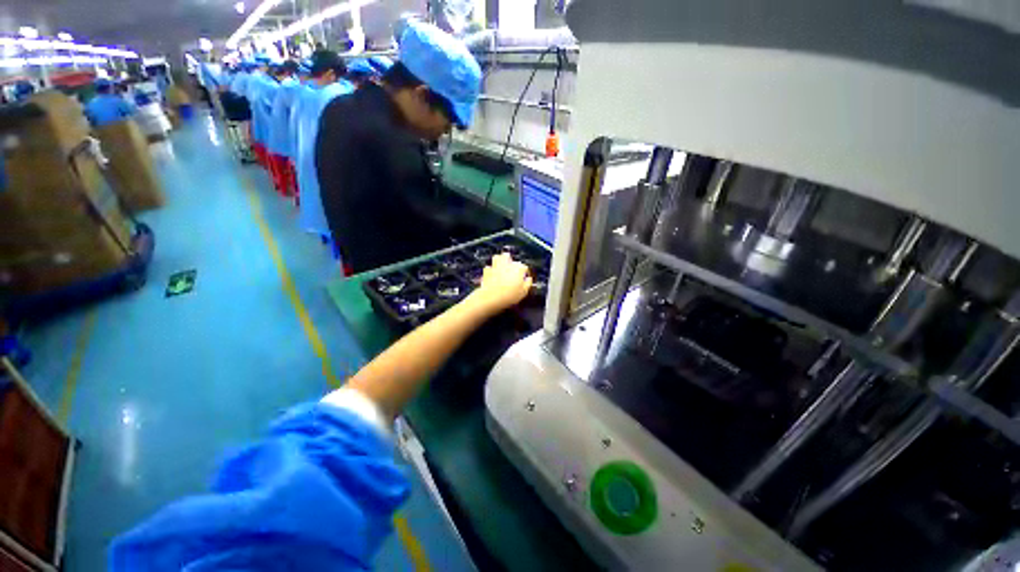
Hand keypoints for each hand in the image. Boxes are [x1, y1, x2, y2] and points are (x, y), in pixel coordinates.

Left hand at [468, 253, 532, 314]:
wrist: (491, 297)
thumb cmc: (509, 295)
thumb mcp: (524, 292)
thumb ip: (528, 283)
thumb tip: (528, 279)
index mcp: (518, 268)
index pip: (524, 267)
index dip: (525, 272)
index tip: (525, 278)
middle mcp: (507, 264)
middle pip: (510, 257)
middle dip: (511, 262)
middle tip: (513, 269)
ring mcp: (496, 266)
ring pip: (498, 258)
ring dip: (500, 260)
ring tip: (502, 266)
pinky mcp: (487, 271)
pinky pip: (489, 267)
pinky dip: (491, 269)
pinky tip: (492, 274)